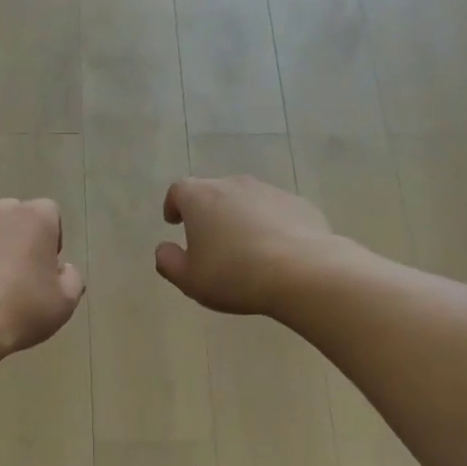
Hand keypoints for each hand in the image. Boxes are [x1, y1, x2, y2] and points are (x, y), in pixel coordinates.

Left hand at [0, 198, 84, 357]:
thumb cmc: (21, 310)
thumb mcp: (65, 302)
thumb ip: (72, 278)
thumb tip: (63, 269)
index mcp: (34, 217)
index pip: (49, 213)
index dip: (50, 239)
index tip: (44, 268)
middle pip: (11, 217)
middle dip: (15, 238)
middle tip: (15, 276)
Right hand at [155, 176, 336, 315]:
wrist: (303, 272)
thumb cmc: (234, 275)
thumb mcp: (190, 279)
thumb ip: (169, 262)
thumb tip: (163, 249)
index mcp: (201, 198)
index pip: (179, 190)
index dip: (174, 205)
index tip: (174, 222)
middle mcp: (234, 185)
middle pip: (214, 192)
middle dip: (208, 213)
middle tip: (209, 241)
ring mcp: (270, 191)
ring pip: (247, 201)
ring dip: (241, 219)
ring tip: (244, 250)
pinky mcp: (300, 204)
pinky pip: (276, 212)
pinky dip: (270, 226)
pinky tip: (276, 253)